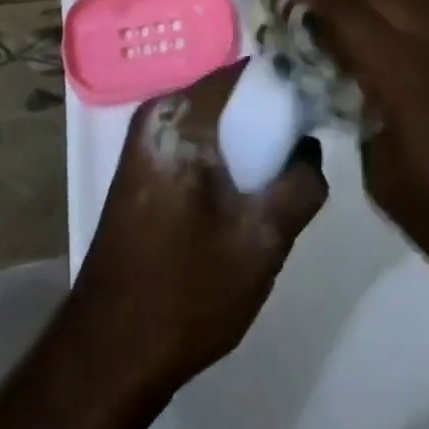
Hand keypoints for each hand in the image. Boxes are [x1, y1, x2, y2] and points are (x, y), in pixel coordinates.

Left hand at [71, 62, 327, 392]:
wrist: (109, 355)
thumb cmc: (186, 291)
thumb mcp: (262, 241)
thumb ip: (301, 185)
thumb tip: (309, 147)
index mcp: (179, 116)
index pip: (246, 72)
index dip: (287, 84)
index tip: (319, 107)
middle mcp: (157, 116)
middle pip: (231, 96)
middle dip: (270, 119)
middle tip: (303, 155)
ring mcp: (146, 143)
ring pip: (217, 124)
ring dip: (250, 145)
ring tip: (281, 181)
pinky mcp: (146, 171)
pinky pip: (200, 145)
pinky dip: (227, 161)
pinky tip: (246, 199)